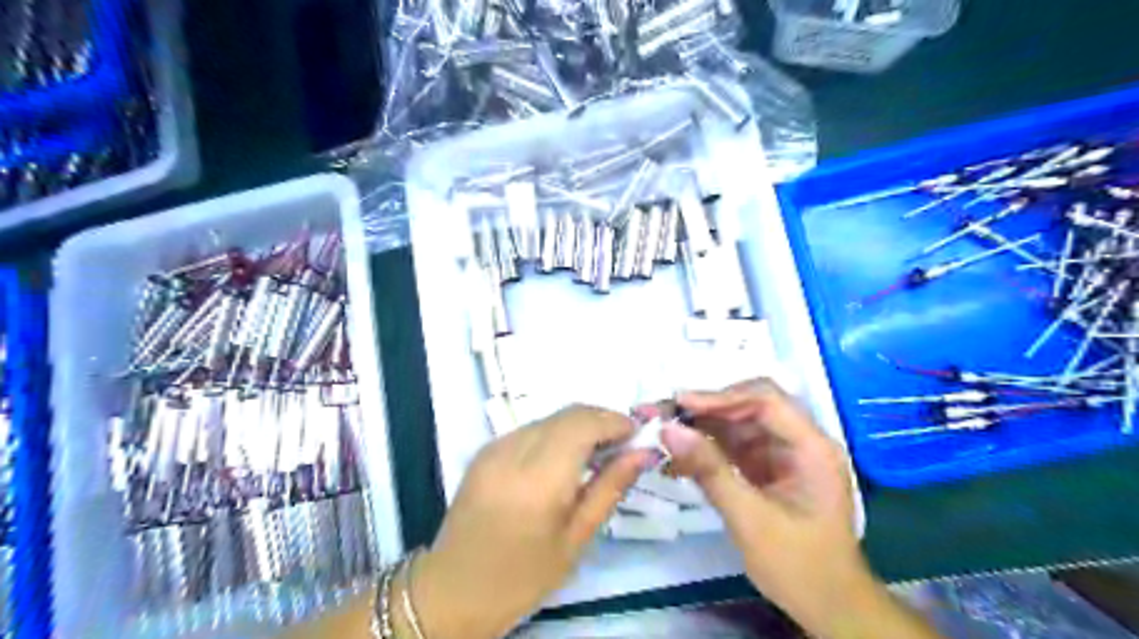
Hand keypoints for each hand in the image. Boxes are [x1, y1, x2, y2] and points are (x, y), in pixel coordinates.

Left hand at [408, 404, 660, 638]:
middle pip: (567, 414)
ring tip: (596, 452)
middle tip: (622, 443)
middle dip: (600, 419)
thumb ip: (610, 488)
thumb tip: (642, 452)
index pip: (583, 424)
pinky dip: (554, 434)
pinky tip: (562, 459)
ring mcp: (495, 447)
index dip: (614, 421)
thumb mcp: (576, 539)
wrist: (454, 589)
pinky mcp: (484, 450)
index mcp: (539, 479)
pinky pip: (530, 429)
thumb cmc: (524, 575)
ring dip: (578, 425)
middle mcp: (514, 451)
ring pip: (549, 418)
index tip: (637, 433)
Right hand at [664, 382, 938, 636]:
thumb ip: (710, 471)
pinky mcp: (769, 469)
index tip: (681, 404)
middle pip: (750, 407)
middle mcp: (800, 442)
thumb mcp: (750, 519)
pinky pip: (735, 447)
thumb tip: (668, 430)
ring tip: (664, 432)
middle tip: (664, 415)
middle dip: (707, 409)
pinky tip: (680, 457)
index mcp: (812, 448)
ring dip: (702, 427)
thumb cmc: (799, 567)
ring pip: (738, 424)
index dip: (722, 397)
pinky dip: (708, 450)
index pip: (766, 401)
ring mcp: (784, 455)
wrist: (828, 608)